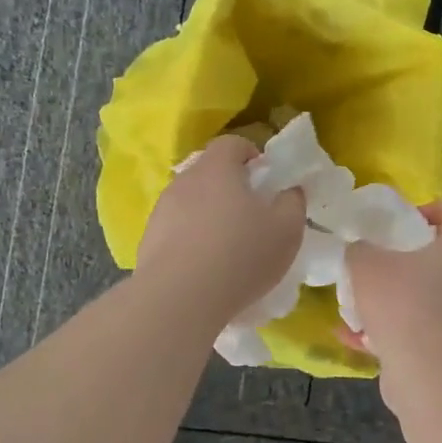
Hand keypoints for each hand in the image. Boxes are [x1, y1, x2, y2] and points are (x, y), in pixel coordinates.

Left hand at [136, 135, 305, 322]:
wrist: (179, 298)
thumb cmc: (240, 255)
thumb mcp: (286, 230)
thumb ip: (293, 203)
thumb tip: (289, 191)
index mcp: (217, 168)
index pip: (232, 144)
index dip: (251, 155)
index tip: (265, 179)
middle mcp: (184, 181)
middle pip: (209, 173)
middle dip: (230, 188)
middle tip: (251, 216)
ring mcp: (161, 210)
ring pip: (190, 203)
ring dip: (208, 216)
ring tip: (226, 248)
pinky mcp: (148, 240)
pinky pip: (176, 231)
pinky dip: (191, 241)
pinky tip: (204, 269)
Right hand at [343, 202, 441, 364]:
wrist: (427, 371)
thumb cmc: (403, 301)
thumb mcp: (366, 263)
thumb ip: (359, 249)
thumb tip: (358, 250)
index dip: (432, 211)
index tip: (400, 222)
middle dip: (406, 258)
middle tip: (375, 259)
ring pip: (429, 295)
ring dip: (395, 296)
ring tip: (358, 300)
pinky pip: (418, 329)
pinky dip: (389, 330)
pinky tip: (353, 336)